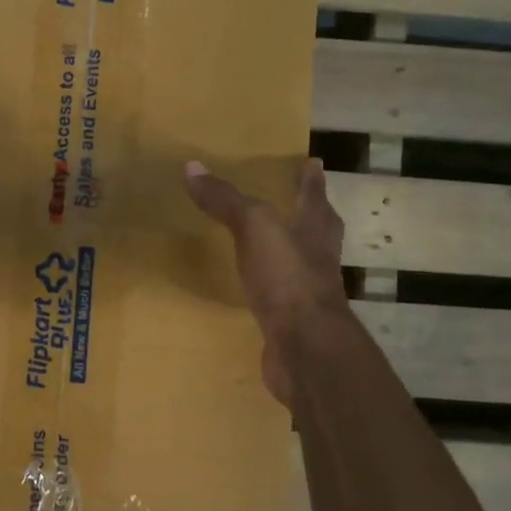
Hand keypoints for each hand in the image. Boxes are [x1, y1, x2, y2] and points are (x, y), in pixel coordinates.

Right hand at [184, 158, 349, 407]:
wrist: (305, 348)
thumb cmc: (288, 278)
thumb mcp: (254, 227)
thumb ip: (226, 200)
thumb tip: (193, 167)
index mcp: (315, 231)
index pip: (314, 197)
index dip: (311, 180)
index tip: (313, 162)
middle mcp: (317, 260)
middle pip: (317, 230)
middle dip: (309, 215)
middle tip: (296, 200)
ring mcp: (307, 295)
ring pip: (300, 264)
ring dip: (288, 252)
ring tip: (268, 243)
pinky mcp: (292, 324)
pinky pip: (279, 298)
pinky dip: (270, 290)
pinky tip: (254, 291)